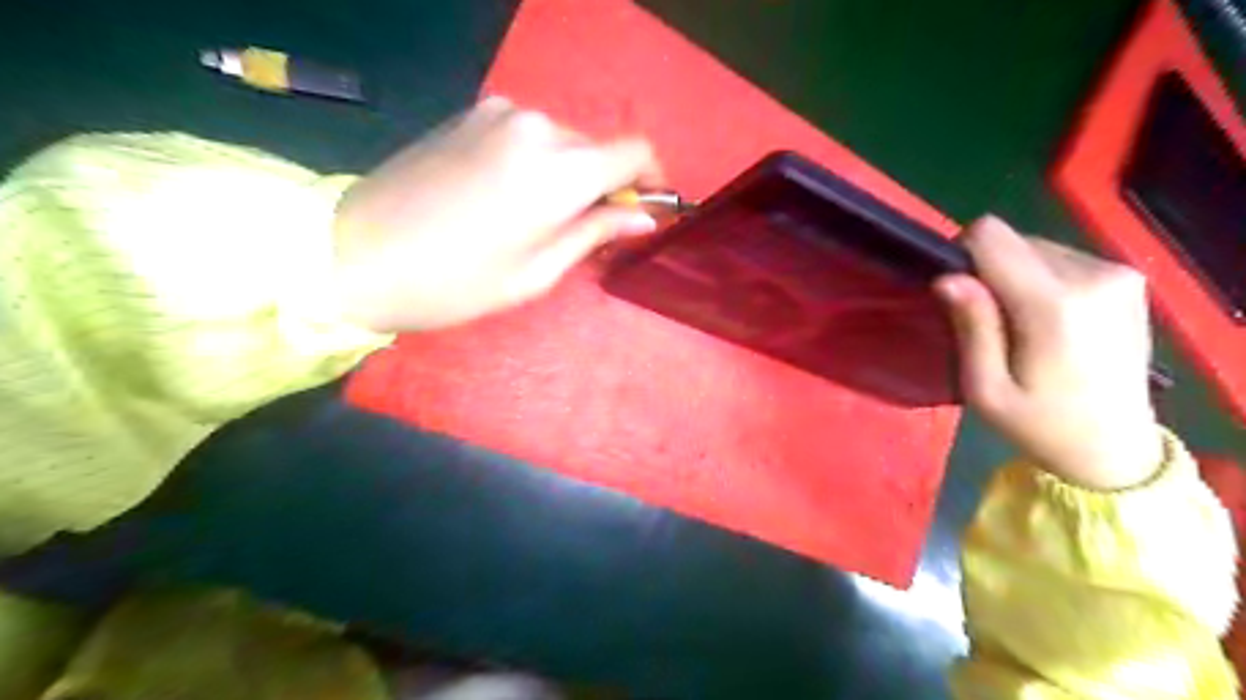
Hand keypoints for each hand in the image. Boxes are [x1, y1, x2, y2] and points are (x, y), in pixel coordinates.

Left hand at [328, 95, 660, 332]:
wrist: (355, 253)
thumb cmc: (457, 281)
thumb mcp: (538, 271)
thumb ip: (596, 233)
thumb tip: (643, 217)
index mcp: (560, 170)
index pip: (636, 152)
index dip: (651, 179)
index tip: (645, 209)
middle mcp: (537, 126)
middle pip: (597, 149)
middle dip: (603, 186)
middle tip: (584, 231)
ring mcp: (499, 113)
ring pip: (561, 142)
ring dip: (566, 176)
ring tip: (537, 219)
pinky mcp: (471, 114)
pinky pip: (527, 136)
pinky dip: (535, 162)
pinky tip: (505, 197)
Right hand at [933, 216, 1168, 489]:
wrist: (1115, 448)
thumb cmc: (1038, 424)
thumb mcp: (986, 389)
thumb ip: (971, 327)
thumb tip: (947, 277)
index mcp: (1055, 304)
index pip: (991, 236)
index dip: (962, 256)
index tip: (959, 294)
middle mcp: (1093, 275)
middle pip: (1013, 240)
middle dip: (990, 271)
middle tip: (990, 322)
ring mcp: (1117, 274)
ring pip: (1035, 246)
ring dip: (1015, 276)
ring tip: (1020, 324)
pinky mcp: (1127, 278)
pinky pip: (1060, 257)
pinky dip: (1041, 279)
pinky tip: (1047, 319)